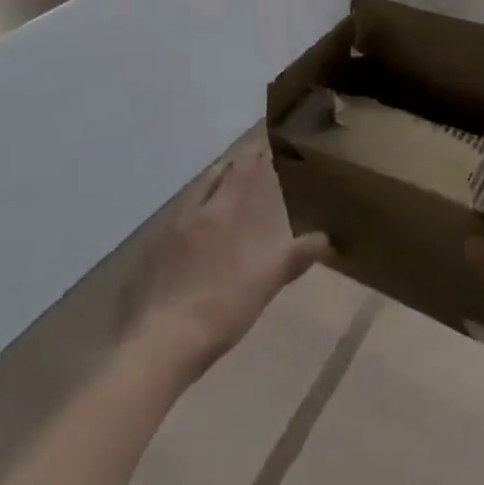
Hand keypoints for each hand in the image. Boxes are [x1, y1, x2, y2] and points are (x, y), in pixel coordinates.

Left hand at [131, 146, 328, 380]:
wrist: (165, 341)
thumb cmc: (223, 305)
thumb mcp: (268, 281)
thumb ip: (297, 255)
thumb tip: (328, 239)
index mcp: (224, 209)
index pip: (242, 166)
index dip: (256, 153)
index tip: (270, 143)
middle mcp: (197, 210)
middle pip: (217, 174)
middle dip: (235, 165)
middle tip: (253, 162)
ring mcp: (172, 230)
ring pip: (197, 195)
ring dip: (214, 186)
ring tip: (228, 190)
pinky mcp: (156, 253)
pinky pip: (181, 219)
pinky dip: (196, 214)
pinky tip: (201, 232)